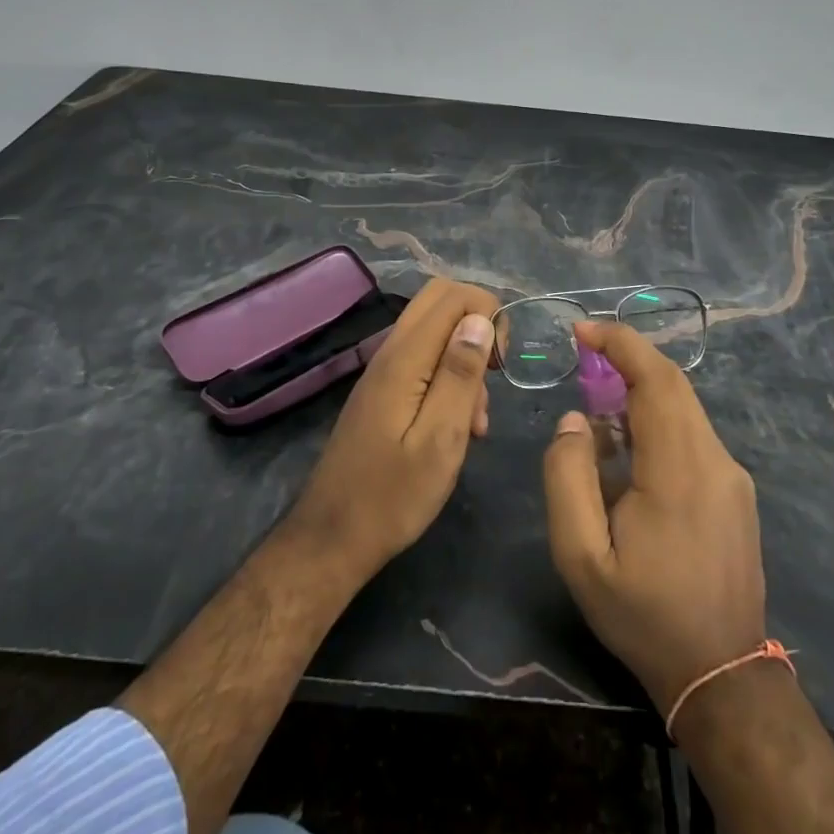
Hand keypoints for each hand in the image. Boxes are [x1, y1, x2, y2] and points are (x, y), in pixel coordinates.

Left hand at [288, 279, 498, 582]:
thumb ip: (460, 375)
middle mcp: (391, 351)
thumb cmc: (393, 496)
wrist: (333, 537)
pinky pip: (424, 359)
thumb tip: (481, 319)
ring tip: (476, 419)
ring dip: (465, 357)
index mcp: (405, 358)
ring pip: (435, 330)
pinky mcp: (383, 390)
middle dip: (478, 324)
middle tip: (493, 374)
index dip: (489, 315)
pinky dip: (449, 377)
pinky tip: (458, 426)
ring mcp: (384, 370)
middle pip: (440, 299)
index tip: (500, 365)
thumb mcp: (440, 440)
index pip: (454, 295)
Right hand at [542, 319, 766, 714]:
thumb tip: (576, 420)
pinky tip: (628, 455)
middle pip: (673, 384)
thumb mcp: (581, 557)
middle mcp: (715, 460)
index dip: (621, 343)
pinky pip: (692, 434)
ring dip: (639, 393)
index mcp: (679, 470)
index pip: (656, 379)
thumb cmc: (644, 616)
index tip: (582, 330)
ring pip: (684, 407)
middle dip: (627, 360)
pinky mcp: (735, 490)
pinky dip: (656, 421)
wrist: (722, 675)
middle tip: (583, 362)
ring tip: (597, 416)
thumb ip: (567, 478)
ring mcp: (731, 475)